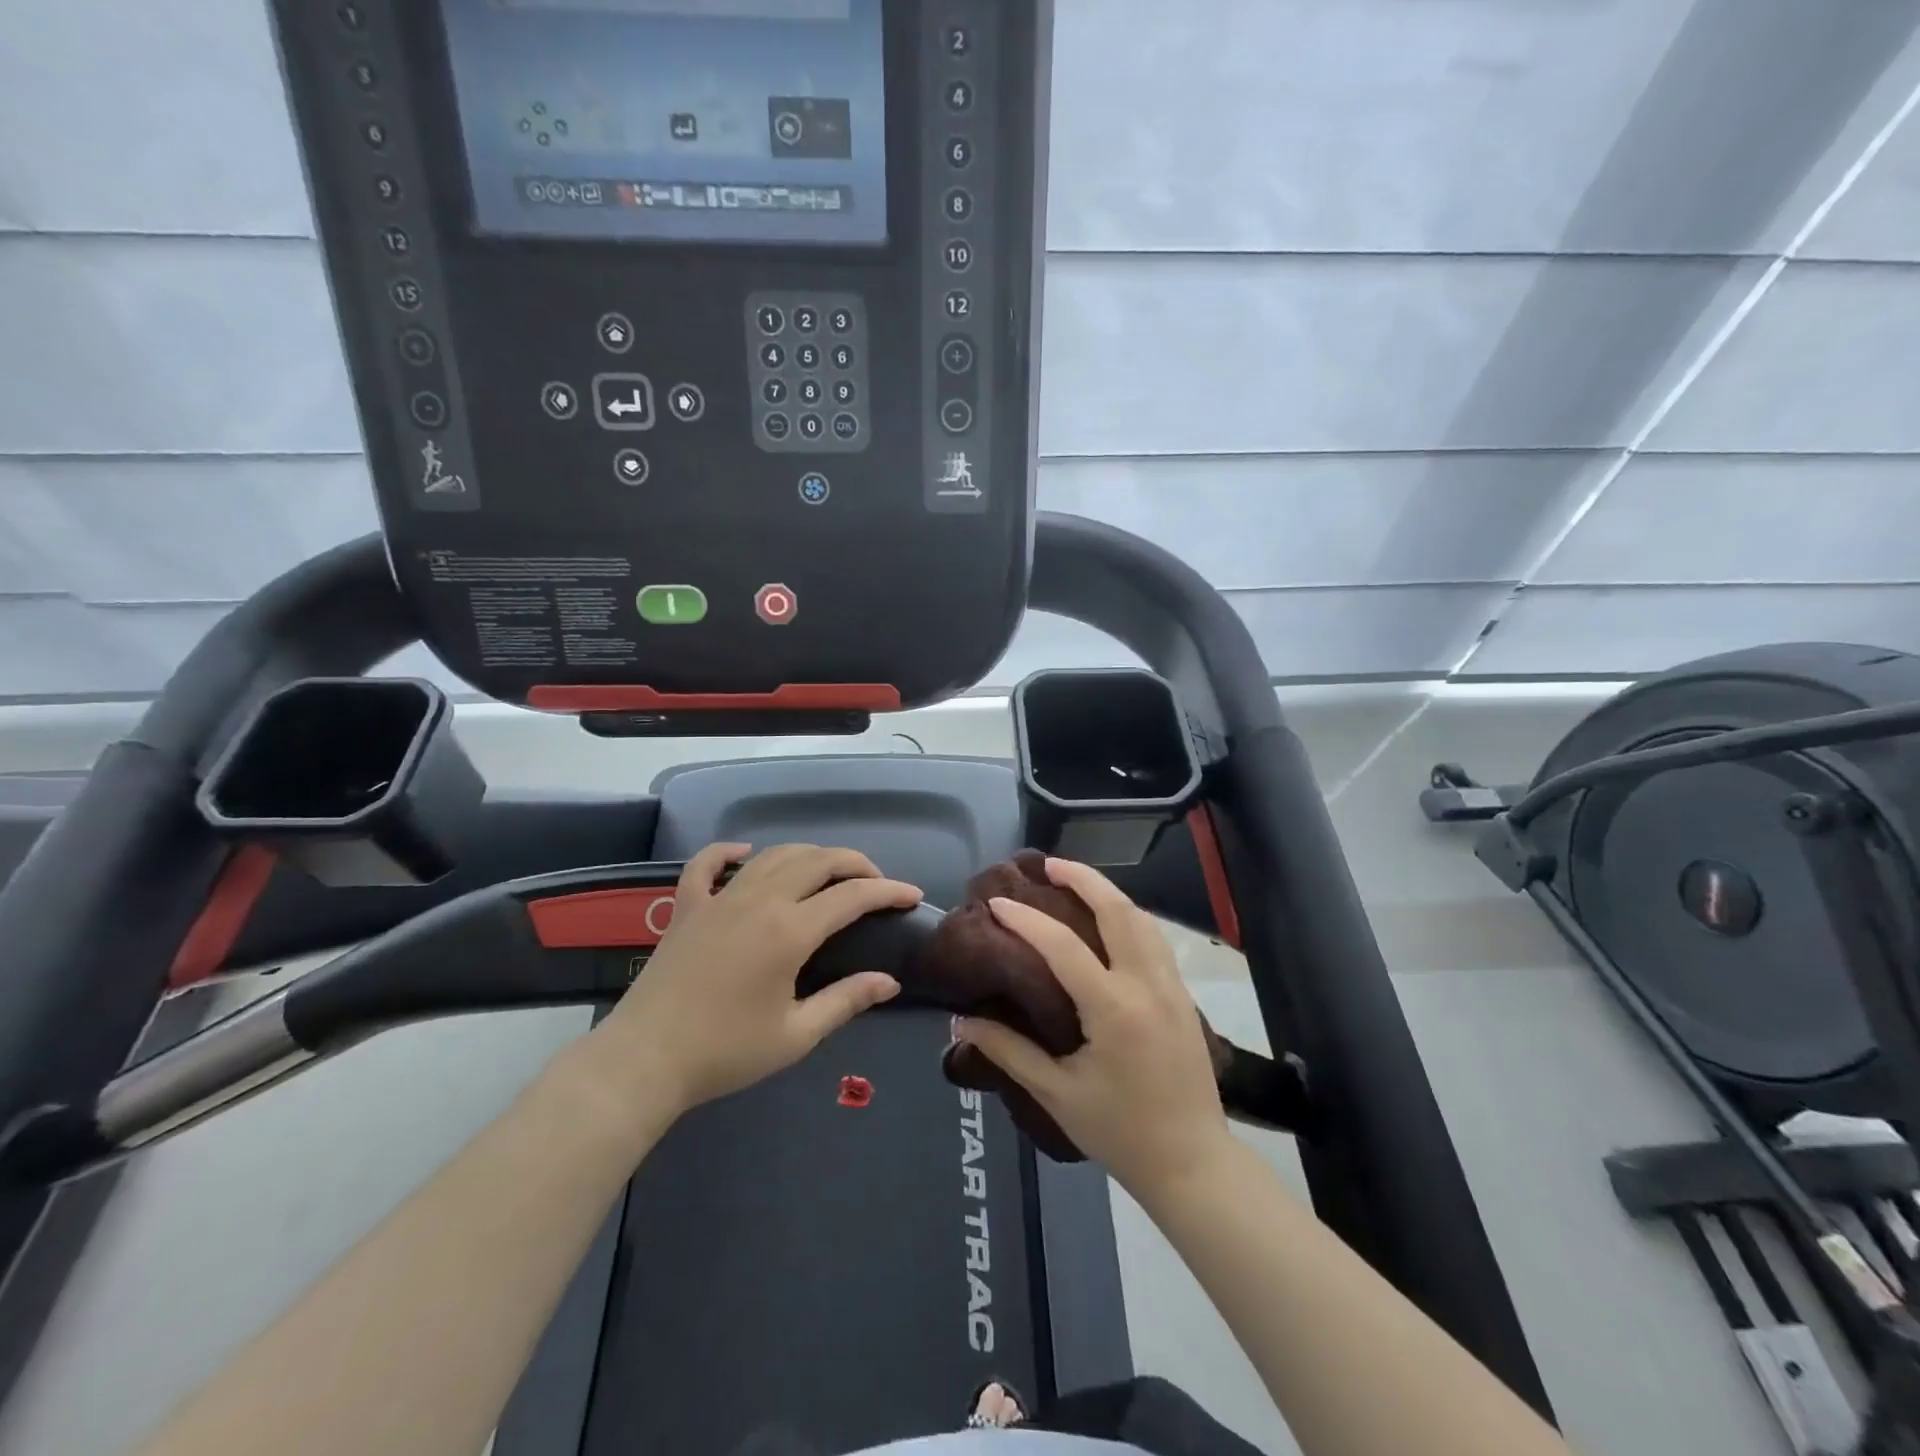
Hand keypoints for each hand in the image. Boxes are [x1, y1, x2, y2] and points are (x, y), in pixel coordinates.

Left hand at [595, 843, 921, 1115]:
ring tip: (828, 872)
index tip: (911, 896)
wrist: (645, 1060)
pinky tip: (744, 853)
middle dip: (855, 864)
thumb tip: (889, 981)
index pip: (852, 896)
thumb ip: (847, 1000)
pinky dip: (728, 852)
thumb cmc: (725, 1052)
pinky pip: (707, 864)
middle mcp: (759, 900)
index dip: (888, 891)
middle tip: (876, 882)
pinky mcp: (687, 907)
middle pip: (818, 860)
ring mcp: (720, 898)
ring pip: (774, 855)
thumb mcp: (797, 1034)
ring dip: (808, 855)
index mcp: (790, 930)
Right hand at [952, 858, 1231, 1196]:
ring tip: (1076, 881)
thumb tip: (962, 1022)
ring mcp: (1172, 987)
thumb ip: (1009, 1052)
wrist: (1193, 1164)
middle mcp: (1147, 985)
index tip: (997, 904)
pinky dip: (1130, 915)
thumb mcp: (1056, 1094)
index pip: (1064, 946)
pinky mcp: (1184, 996)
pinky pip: (1155, 938)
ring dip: (1109, 892)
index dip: (1027, 920)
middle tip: (1048, 865)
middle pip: (1118, 910)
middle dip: (1083, 878)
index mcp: (1114, 1009)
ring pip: (1143, 918)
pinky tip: (1111, 918)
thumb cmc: (1120, 1132)